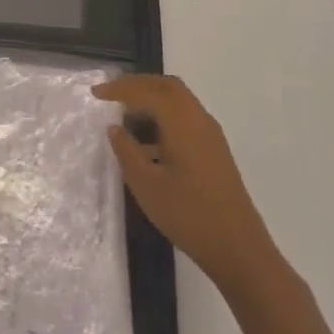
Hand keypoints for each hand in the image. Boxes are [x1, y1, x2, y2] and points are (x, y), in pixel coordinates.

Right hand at [96, 75, 278, 287]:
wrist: (238, 249)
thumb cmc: (188, 214)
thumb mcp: (146, 184)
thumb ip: (127, 151)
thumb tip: (115, 128)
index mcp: (182, 122)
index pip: (147, 91)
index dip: (120, 88)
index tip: (96, 93)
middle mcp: (199, 119)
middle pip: (167, 86)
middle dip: (138, 84)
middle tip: (112, 92)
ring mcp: (210, 135)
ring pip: (178, 101)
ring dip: (152, 99)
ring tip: (125, 113)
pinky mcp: (214, 151)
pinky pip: (185, 118)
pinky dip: (163, 116)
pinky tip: (147, 141)